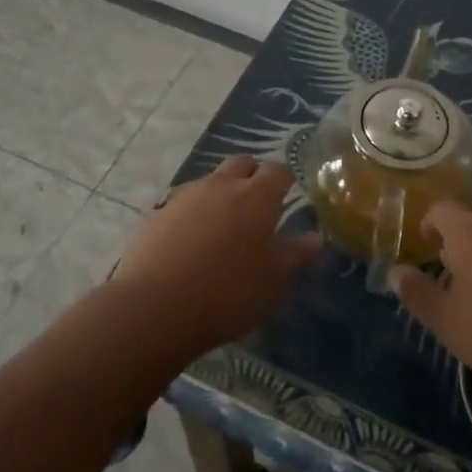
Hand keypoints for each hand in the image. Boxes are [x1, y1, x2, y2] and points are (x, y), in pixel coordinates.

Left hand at [112, 156, 321, 357]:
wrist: (155, 307)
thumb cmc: (228, 293)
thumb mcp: (273, 281)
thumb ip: (296, 255)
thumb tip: (317, 238)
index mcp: (256, 196)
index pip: (278, 171)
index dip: (285, 180)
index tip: (288, 194)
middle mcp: (221, 184)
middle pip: (242, 163)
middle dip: (253, 175)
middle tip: (258, 203)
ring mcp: (186, 195)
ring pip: (211, 180)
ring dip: (221, 192)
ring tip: (224, 224)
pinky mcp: (157, 213)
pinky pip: (184, 202)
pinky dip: (193, 212)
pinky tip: (191, 240)